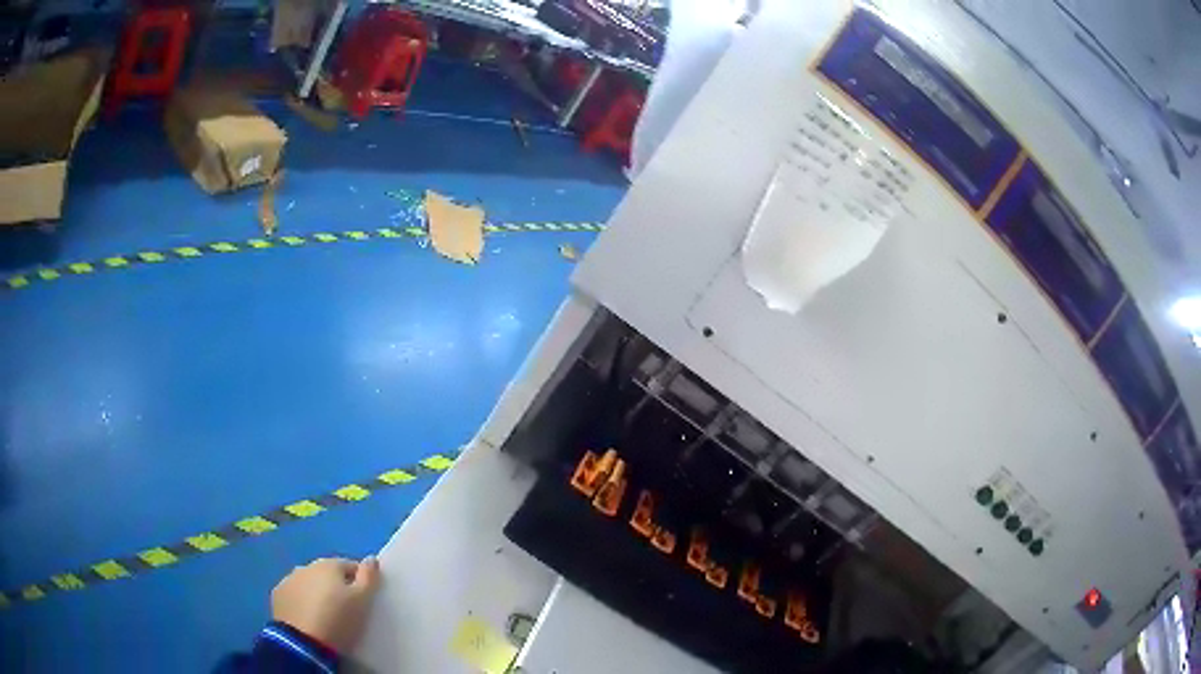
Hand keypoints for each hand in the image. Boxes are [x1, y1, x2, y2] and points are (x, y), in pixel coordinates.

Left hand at [270, 556, 381, 652]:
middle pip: (327, 573)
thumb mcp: (362, 601)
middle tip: (346, 607)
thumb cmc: (337, 619)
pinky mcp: (278, 594)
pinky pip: (295, 594)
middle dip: (336, 585)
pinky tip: (308, 616)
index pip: (350, 566)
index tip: (364, 598)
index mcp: (329, 565)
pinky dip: (302, 600)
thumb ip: (368, 577)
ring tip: (325, 613)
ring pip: (309, 582)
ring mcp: (289, 579)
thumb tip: (371, 559)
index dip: (360, 580)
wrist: (303, 640)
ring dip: (317, 592)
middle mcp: (307, 566)